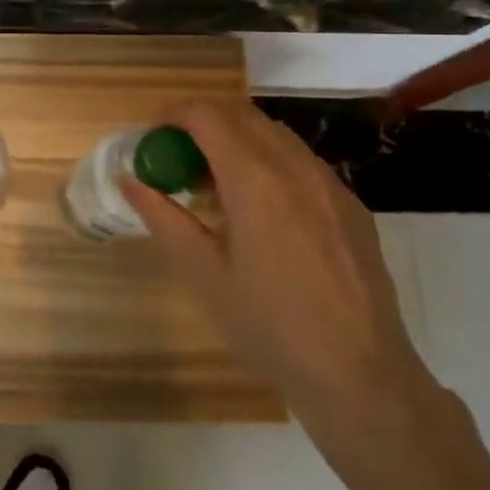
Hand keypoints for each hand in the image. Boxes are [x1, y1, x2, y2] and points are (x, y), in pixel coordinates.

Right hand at [125, 99, 434, 441]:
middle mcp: (295, 167)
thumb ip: (163, 218)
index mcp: (255, 180)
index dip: (175, 113)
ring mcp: (329, 183)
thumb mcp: (204, 274)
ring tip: (215, 183)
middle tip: (177, 156)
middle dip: (203, 121)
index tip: (153, 133)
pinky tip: (260, 208)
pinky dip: (268, 160)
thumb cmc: (269, 327)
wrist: (360, 375)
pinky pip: (300, 160)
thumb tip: (129, 180)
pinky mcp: (350, 204)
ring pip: (274, 133)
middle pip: (241, 114)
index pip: (208, 115)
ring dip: (236, 138)